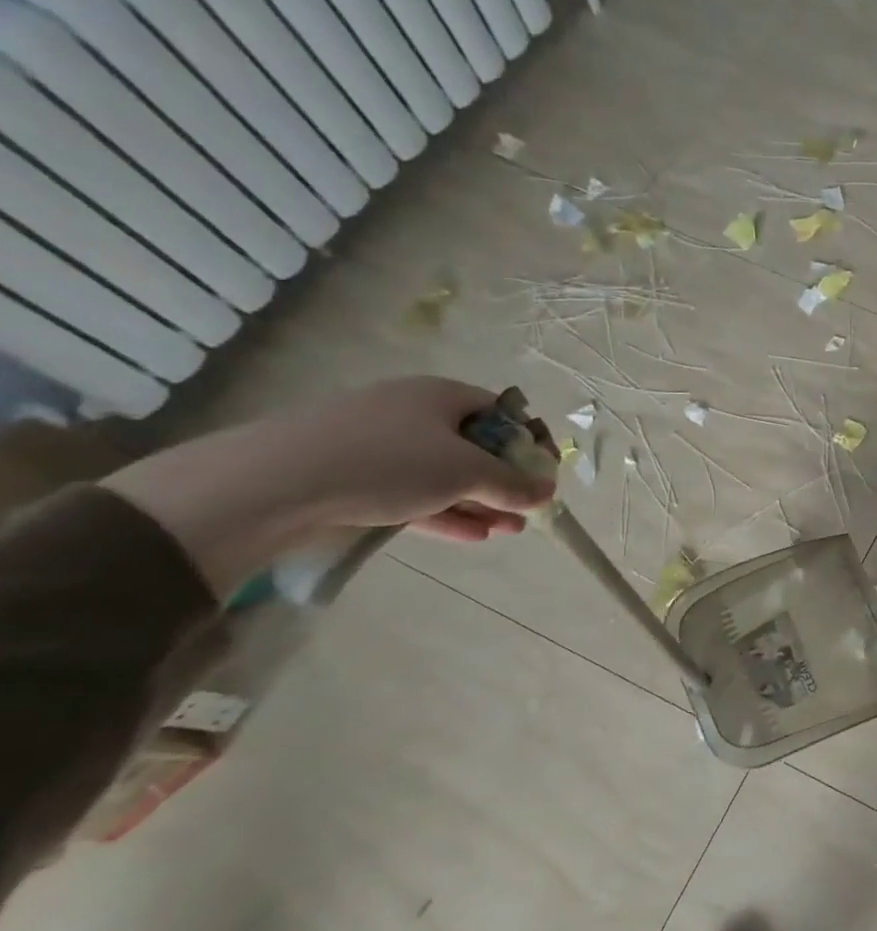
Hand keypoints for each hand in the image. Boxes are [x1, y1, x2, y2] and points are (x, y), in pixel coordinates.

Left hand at [242, 377, 554, 540]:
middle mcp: (413, 412)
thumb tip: (546, 491)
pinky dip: (446, 511)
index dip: (529, 441)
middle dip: (506, 480)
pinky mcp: (357, 476)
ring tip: (508, 530)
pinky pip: (415, 492)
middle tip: (527, 508)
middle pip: (474, 445)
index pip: (501, 412)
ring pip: (445, 474)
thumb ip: (513, 483)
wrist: (276, 484)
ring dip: (481, 502)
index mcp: (442, 395)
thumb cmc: (390, 462)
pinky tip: (472, 535)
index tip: (543, 473)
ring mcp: (381, 444)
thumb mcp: (467, 471)